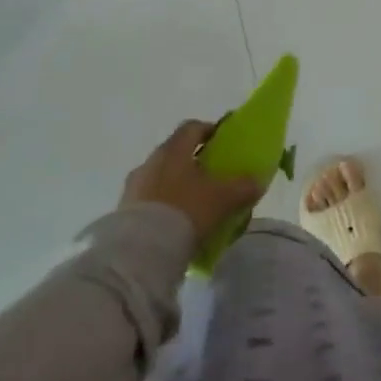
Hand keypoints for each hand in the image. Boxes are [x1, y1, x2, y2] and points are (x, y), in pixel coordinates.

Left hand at [118, 120, 261, 243]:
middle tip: (213, 177)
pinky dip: (163, 206)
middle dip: (194, 162)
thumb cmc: (186, 211)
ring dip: (177, 186)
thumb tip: (257, 182)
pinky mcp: (122, 212)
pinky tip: (176, 225)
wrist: (140, 252)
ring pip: (161, 178)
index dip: (210, 130)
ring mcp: (133, 187)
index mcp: (173, 149)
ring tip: (195, 205)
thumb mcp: (223, 199)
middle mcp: (150, 162)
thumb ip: (243, 187)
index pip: (192, 127)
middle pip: (176, 153)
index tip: (224, 143)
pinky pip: (149, 201)